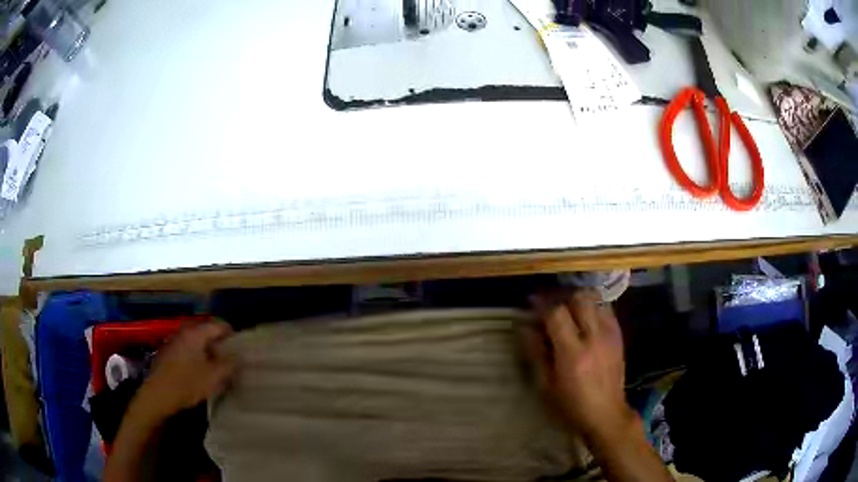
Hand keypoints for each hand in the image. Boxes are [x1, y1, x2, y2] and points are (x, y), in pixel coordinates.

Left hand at [134, 321, 235, 422]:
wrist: (158, 394)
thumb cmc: (187, 383)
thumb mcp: (214, 377)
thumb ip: (229, 365)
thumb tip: (239, 356)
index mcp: (196, 334)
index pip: (218, 325)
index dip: (231, 333)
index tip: (241, 346)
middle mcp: (184, 333)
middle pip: (206, 332)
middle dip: (219, 344)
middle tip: (231, 359)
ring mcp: (174, 342)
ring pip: (196, 342)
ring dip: (208, 351)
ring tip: (217, 367)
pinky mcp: (168, 354)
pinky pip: (187, 350)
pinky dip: (197, 357)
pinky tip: (200, 372)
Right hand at [526, 289, 633, 439]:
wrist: (606, 415)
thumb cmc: (571, 406)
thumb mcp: (545, 386)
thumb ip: (536, 353)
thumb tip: (525, 327)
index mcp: (573, 353)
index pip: (557, 313)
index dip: (541, 304)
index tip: (530, 304)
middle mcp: (594, 337)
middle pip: (579, 298)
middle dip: (561, 296)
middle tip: (549, 304)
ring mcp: (610, 334)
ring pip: (595, 298)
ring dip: (577, 299)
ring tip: (567, 308)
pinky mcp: (618, 335)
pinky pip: (606, 308)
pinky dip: (592, 306)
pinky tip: (584, 318)